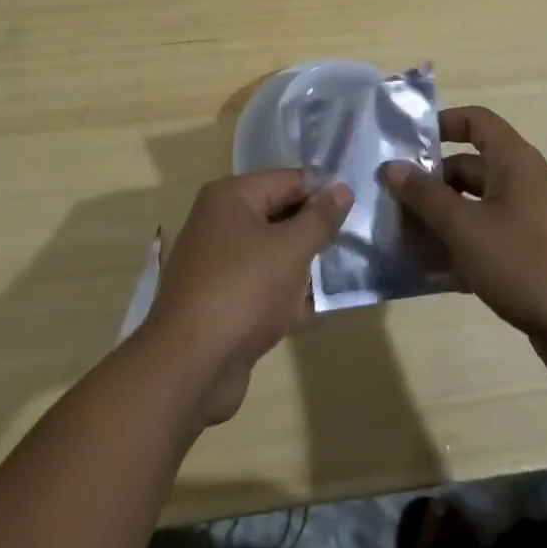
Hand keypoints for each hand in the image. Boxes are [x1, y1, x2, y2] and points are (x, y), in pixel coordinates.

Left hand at [139, 171, 351, 424]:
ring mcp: (218, 264)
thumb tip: (342, 188)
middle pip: (279, 215)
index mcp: (231, 197)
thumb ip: (320, 218)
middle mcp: (220, 222)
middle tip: (355, 244)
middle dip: (314, 232)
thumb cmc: (243, 291)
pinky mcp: (222, 302)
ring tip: (342, 278)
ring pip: (272, 254)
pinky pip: (262, 288)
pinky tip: (316, 313)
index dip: (323, 193)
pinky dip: (286, 298)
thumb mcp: (291, 250)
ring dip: (303, 267)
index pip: (287, 180)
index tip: (357, 211)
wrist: (189, 367)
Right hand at [382, 106, 546, 385]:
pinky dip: (458, 248)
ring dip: (439, 218)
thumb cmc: (526, 262)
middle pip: (467, 167)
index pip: (475, 121)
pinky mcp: (528, 256)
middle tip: (390, 198)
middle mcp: (521, 183)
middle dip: (429, 182)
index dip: (442, 123)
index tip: (406, 141)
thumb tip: (392, 167)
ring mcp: (527, 221)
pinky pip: (484, 239)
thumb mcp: (465, 227)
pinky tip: (428, 269)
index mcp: (513, 161)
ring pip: (473, 207)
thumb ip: (425, 196)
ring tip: (399, 235)